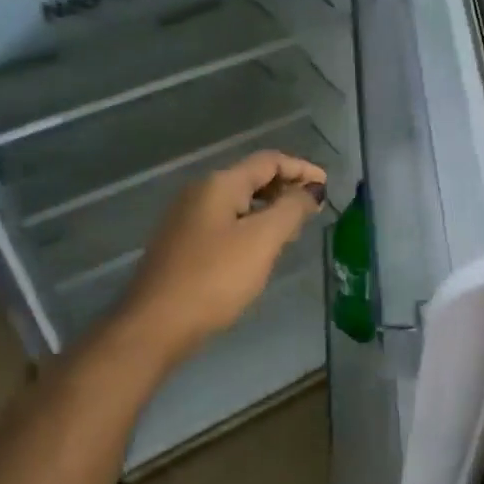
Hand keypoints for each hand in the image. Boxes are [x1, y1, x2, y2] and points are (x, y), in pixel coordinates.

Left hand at [107, 151, 326, 369]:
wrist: (156, 323)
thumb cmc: (214, 278)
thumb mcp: (262, 241)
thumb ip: (291, 209)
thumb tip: (311, 190)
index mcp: (219, 184)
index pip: (268, 161)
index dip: (301, 168)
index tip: (327, 185)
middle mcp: (199, 192)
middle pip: (251, 177)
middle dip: (285, 188)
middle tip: (313, 210)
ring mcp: (187, 218)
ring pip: (238, 202)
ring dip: (269, 209)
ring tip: (293, 230)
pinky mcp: (182, 244)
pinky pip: (225, 223)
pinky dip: (250, 226)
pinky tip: (260, 250)